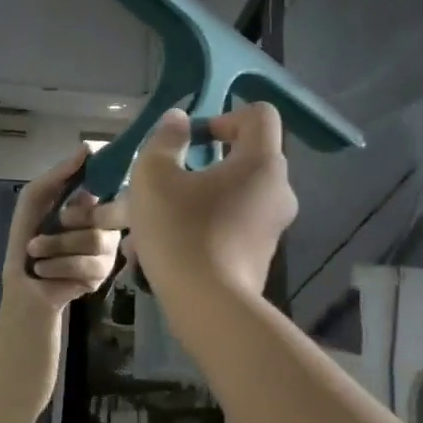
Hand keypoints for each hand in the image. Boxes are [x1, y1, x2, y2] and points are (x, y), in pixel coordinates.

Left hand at [7, 149, 125, 310]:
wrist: (23, 284)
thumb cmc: (27, 236)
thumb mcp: (35, 199)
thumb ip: (58, 174)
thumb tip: (87, 148)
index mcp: (94, 202)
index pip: (113, 184)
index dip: (105, 181)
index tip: (89, 181)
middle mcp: (108, 224)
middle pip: (102, 214)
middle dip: (68, 221)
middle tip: (52, 226)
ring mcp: (108, 251)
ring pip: (95, 240)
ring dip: (55, 246)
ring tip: (36, 252)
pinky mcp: (103, 276)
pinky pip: (87, 265)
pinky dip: (57, 265)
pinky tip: (45, 270)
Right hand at [124, 104, 297, 298]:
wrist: (208, 307)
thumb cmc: (180, 230)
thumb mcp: (154, 175)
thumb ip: (166, 139)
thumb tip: (178, 120)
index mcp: (261, 162)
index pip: (259, 115)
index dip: (224, 116)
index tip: (194, 140)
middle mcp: (277, 190)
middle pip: (242, 158)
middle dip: (198, 165)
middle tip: (163, 182)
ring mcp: (272, 226)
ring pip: (227, 197)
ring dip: (190, 201)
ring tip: (146, 225)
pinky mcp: (260, 256)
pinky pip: (228, 228)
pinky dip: (199, 229)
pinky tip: (159, 252)